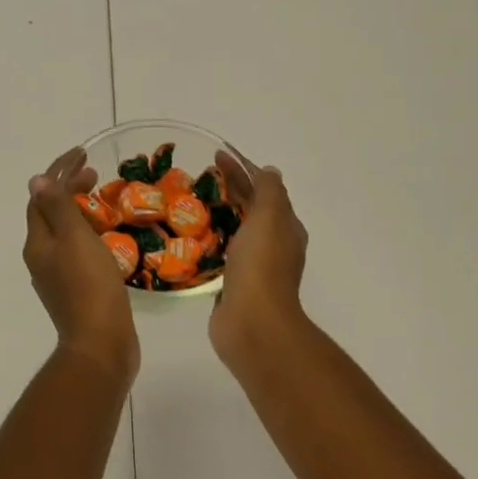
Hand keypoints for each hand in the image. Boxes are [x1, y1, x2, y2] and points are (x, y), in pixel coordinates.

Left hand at [23, 147, 138, 380]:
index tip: (82, 155)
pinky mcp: (76, 291)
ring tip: (100, 199)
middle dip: (68, 188)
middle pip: (50, 213)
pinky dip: (87, 233)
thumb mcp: (74, 239)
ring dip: (78, 209)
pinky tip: (105, 236)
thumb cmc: (89, 286)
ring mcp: (57, 277)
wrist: (101, 344)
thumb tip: (36, 180)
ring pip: (63, 232)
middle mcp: (41, 258)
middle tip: (95, 173)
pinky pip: (76, 250)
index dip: (59, 173)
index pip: (41, 198)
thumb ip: (58, 208)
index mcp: (38, 243)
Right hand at [208, 148, 309, 368]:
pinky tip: (193, 237)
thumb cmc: (261, 265)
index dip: (243, 169)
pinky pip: (223, 253)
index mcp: (285, 227)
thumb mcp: (269, 217)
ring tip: (192, 202)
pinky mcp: (235, 283)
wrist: (253, 323)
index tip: (217, 155)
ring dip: (221, 213)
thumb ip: (269, 192)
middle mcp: (274, 245)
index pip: (264, 188)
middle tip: (201, 175)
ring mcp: (255, 266)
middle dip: (231, 188)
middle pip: (251, 207)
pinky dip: (212, 239)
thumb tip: (269, 171)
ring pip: (237, 230)